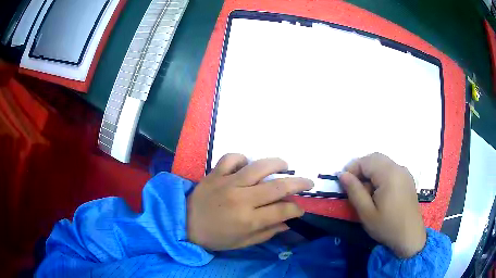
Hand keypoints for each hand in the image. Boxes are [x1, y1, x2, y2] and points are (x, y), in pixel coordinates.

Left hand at [187, 154, 312, 250]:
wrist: (184, 224)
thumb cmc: (215, 237)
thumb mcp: (242, 243)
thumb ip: (267, 233)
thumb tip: (287, 223)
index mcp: (248, 220)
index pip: (282, 211)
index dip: (296, 209)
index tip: (300, 209)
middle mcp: (241, 199)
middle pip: (278, 187)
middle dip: (299, 183)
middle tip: (308, 182)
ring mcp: (228, 183)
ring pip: (259, 167)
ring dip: (277, 164)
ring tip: (285, 165)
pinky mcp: (215, 173)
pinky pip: (231, 158)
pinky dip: (241, 158)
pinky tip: (247, 164)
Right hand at [339, 153, 426, 257]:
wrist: (410, 236)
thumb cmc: (387, 226)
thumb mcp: (366, 212)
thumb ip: (354, 191)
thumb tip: (342, 174)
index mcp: (389, 174)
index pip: (366, 161)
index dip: (352, 169)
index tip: (344, 184)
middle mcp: (398, 168)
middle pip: (375, 158)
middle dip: (361, 168)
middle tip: (353, 187)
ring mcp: (404, 172)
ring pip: (383, 162)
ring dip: (370, 172)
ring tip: (366, 192)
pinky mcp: (407, 179)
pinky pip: (391, 169)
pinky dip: (380, 175)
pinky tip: (378, 192)